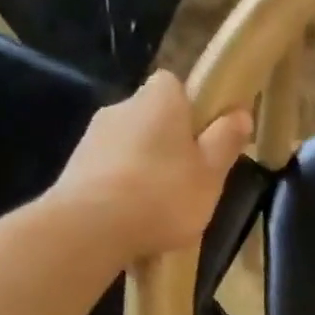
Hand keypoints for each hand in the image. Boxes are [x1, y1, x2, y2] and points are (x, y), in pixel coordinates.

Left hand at [54, 71, 252, 258]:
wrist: (90, 228)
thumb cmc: (163, 194)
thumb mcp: (211, 173)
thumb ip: (226, 141)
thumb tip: (240, 113)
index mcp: (159, 98)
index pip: (175, 86)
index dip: (191, 111)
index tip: (203, 142)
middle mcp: (122, 106)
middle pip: (151, 118)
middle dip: (167, 144)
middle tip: (186, 182)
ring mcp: (92, 137)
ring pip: (128, 147)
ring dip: (142, 170)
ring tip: (157, 210)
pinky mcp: (73, 169)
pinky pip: (107, 173)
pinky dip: (119, 190)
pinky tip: (129, 220)